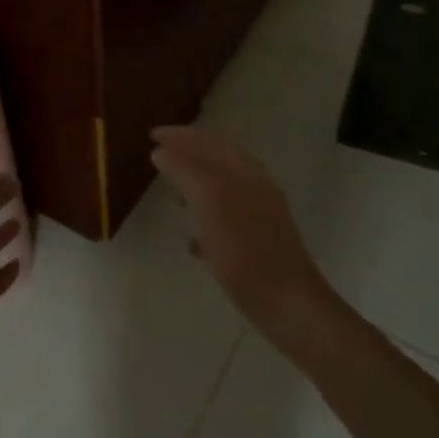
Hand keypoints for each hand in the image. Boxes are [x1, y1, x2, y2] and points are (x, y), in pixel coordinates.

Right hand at [151, 126, 337, 346]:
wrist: (287, 303)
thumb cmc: (244, 251)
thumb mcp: (209, 204)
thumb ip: (185, 173)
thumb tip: (162, 151)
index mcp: (244, 172)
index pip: (209, 141)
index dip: (180, 135)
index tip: (151, 134)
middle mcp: (254, 187)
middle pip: (217, 161)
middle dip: (189, 156)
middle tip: (159, 156)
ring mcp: (259, 215)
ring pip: (222, 189)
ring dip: (196, 185)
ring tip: (171, 193)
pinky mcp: (257, 243)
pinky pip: (226, 219)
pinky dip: (206, 218)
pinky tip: (191, 239)